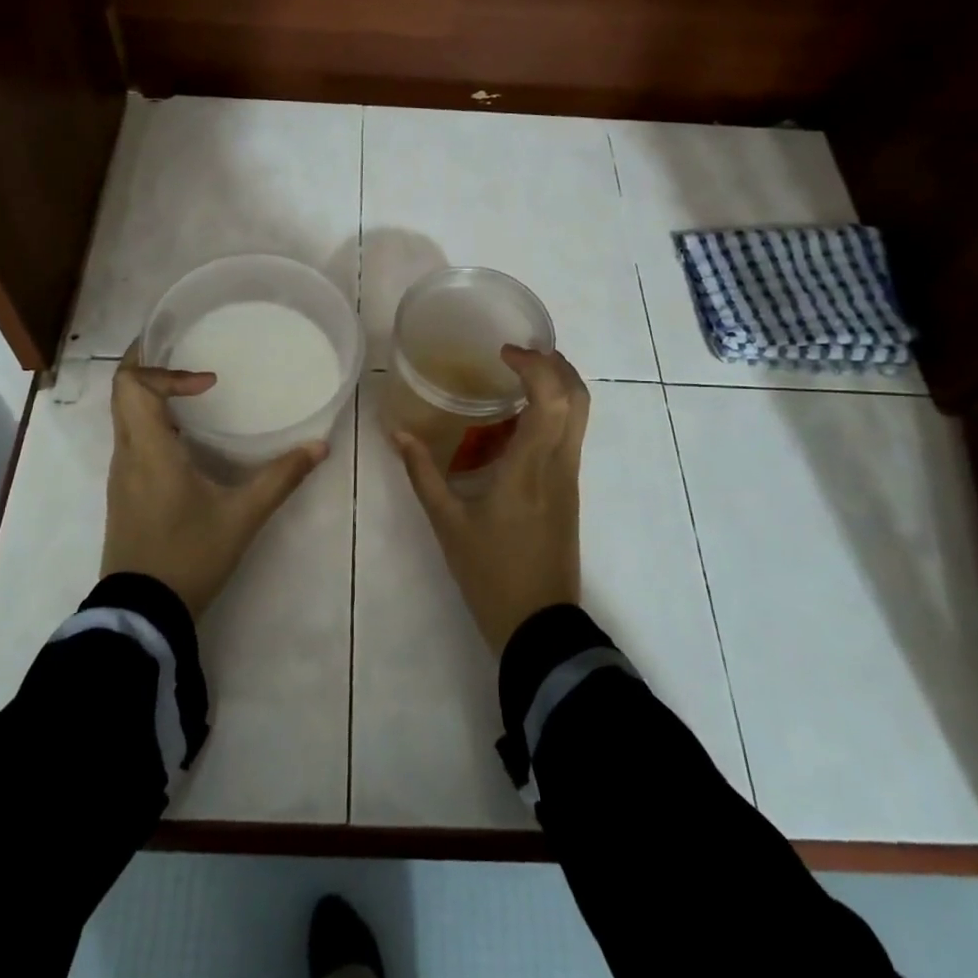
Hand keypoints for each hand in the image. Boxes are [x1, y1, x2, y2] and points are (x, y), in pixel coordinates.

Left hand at [101, 344, 328, 617]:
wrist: (143, 613)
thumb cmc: (189, 557)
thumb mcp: (242, 516)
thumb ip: (281, 478)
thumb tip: (319, 446)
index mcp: (149, 450)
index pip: (133, 385)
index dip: (166, 370)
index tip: (209, 382)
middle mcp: (127, 454)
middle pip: (122, 391)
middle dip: (152, 365)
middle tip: (190, 354)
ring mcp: (121, 474)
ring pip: (124, 414)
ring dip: (152, 394)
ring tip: (194, 389)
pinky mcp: (124, 492)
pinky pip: (131, 437)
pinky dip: (152, 420)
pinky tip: (187, 434)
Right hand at [393, 346, 589, 654]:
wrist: (538, 624)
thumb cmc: (491, 573)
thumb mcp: (447, 523)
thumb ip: (422, 473)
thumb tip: (398, 433)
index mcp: (531, 467)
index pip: (552, 398)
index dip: (536, 365)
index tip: (505, 352)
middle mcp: (559, 464)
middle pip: (579, 398)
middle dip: (556, 364)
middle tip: (519, 354)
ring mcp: (569, 478)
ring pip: (579, 416)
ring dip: (557, 386)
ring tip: (516, 378)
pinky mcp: (569, 492)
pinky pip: (568, 436)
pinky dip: (552, 413)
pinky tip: (514, 423)